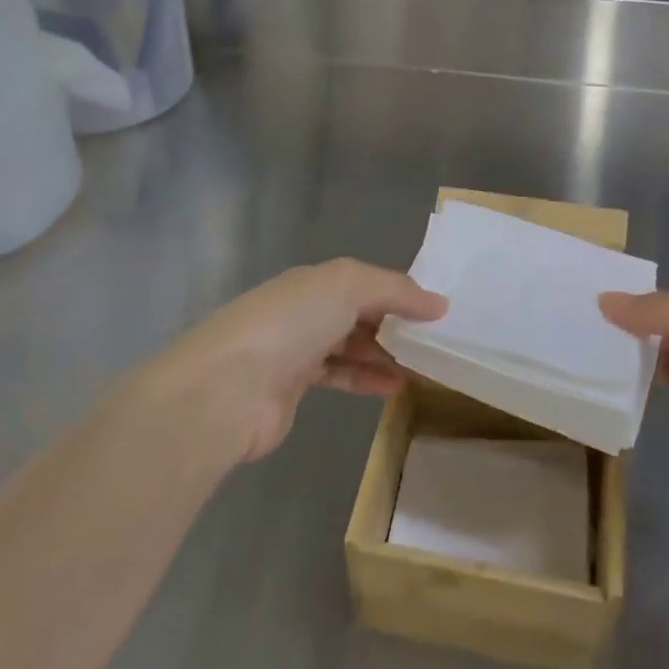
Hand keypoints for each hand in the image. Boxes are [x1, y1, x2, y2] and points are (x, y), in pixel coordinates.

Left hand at [158, 259, 445, 463]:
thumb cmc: (291, 324)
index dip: (399, 293)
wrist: (228, 388)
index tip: (435, 311)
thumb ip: (396, 290)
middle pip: (357, 312)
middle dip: (394, 324)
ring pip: (349, 345)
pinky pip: (339, 376)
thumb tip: (439, 303)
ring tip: (422, 367)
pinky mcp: (291, 388)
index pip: (364, 281)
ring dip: (384, 354)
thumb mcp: (348, 287)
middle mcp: (303, 309)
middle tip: (434, 342)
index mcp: (313, 280)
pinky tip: (394, 387)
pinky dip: (366, 378)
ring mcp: (294, 349)